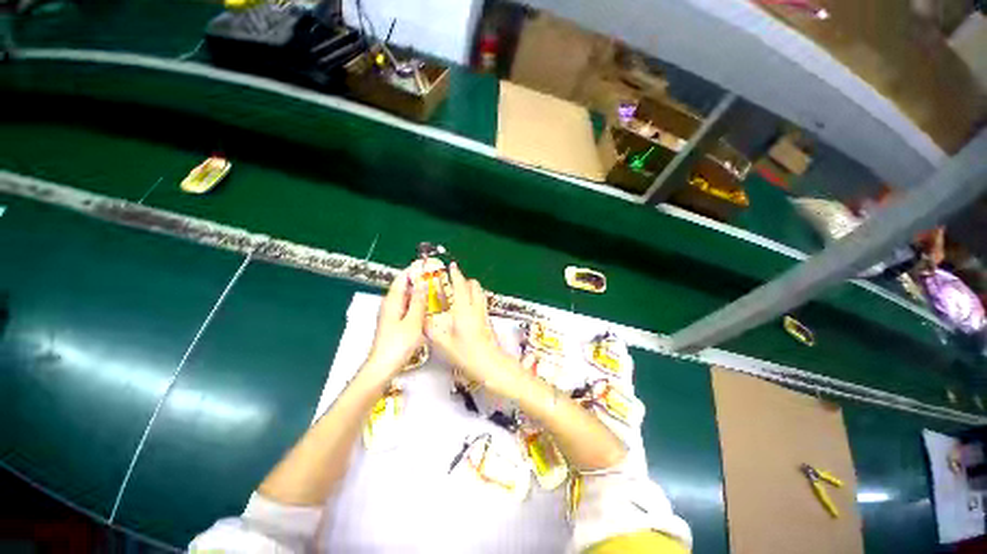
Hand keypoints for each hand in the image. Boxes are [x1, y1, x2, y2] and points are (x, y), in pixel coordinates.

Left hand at [362, 267, 427, 382]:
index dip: (413, 269)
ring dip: (418, 291)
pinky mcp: (394, 323)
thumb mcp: (413, 321)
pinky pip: (406, 307)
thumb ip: (419, 302)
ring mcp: (391, 314)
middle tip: (435, 276)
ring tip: (434, 289)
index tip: (426, 263)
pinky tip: (427, 307)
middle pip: (404, 286)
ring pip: (406, 297)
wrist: (383, 367)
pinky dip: (416, 303)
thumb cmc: (398, 344)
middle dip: (418, 279)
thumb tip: (423, 283)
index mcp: (392, 301)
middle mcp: (390, 305)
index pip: (402, 278)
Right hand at [426, 263, 522, 396]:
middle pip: (474, 286)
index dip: (456, 275)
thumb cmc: (467, 354)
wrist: (490, 364)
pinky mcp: (487, 320)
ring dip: (471, 288)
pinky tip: (467, 307)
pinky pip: (481, 302)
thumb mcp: (444, 343)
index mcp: (463, 310)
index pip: (460, 286)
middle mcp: (475, 308)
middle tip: (454, 282)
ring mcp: (483, 313)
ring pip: (479, 293)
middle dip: (465, 280)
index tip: (452, 267)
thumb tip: (424, 322)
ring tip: (460, 292)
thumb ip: (433, 330)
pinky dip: (474, 298)